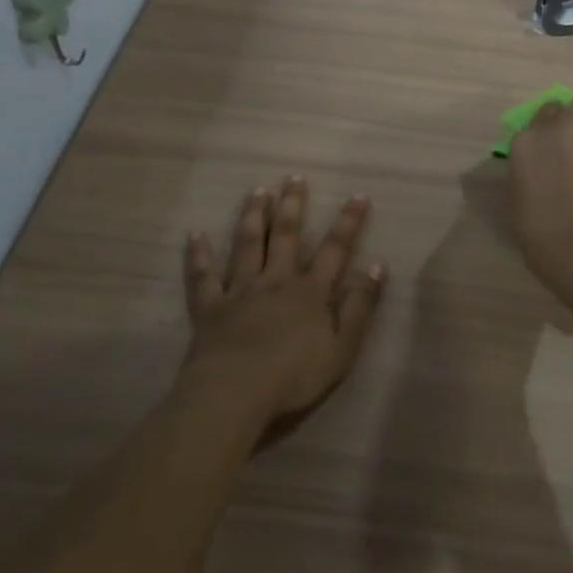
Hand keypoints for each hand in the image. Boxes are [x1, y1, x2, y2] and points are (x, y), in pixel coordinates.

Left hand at [181, 177, 386, 432]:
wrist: (235, 394)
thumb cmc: (294, 376)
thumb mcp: (342, 348)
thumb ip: (360, 306)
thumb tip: (377, 266)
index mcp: (310, 293)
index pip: (334, 250)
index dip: (348, 222)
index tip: (357, 196)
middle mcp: (276, 282)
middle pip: (286, 237)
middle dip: (293, 205)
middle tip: (294, 177)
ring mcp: (240, 292)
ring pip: (247, 246)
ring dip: (253, 216)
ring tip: (257, 191)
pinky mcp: (210, 308)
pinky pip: (203, 276)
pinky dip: (199, 255)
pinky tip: (195, 234)